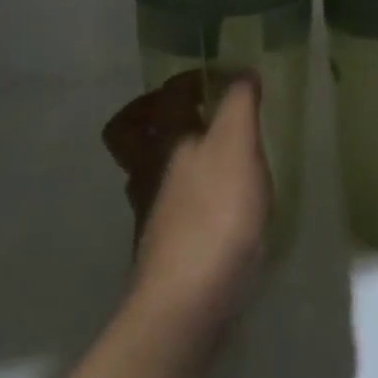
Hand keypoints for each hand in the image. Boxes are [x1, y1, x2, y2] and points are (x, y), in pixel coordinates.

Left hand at [130, 79, 269, 334]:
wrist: (186, 304)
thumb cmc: (216, 216)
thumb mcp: (237, 148)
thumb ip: (239, 106)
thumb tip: (241, 73)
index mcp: (166, 139)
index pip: (170, 93)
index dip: (194, 78)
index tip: (226, 76)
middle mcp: (148, 169)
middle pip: (135, 131)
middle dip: (157, 114)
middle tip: (193, 110)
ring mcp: (150, 210)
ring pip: (149, 169)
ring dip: (171, 154)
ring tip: (209, 155)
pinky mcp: (162, 246)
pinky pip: (167, 204)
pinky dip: (184, 194)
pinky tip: (214, 205)